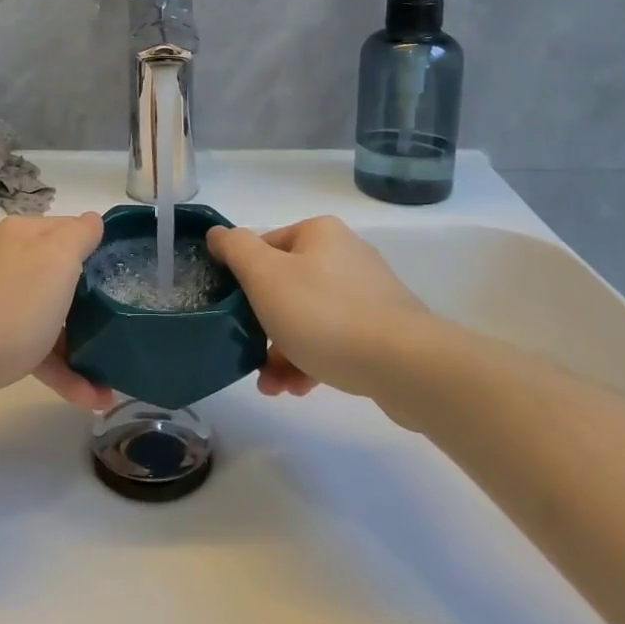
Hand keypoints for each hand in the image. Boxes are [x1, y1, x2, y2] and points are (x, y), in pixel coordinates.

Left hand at [0, 212, 112, 411]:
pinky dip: (59, 369)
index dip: (99, 249)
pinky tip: (88, 397)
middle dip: (93, 303)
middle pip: (60, 275)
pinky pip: (33, 348)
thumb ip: (79, 235)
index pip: (71, 230)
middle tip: (122, 325)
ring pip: (48, 316)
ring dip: (80, 346)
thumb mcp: (58, 259)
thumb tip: (91, 220)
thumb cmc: (11, 305)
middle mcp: (8, 260)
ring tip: (110, 380)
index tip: (126, 274)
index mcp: (25, 235)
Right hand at [207, 217, 431, 398]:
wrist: (406, 365)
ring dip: (283, 351)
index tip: (230, 313)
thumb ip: (236, 249)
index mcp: (319, 234)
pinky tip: (299, 389)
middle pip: (285, 286)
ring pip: (308, 318)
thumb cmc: (325, 314)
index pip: (264, 247)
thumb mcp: (265, 276)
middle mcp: (345, 255)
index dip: (242, 279)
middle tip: (248, 354)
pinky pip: (335, 340)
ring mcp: (368, 294)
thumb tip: (218, 234)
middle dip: (262, 325)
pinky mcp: (383, 330)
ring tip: (272, 386)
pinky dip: (312, 361)